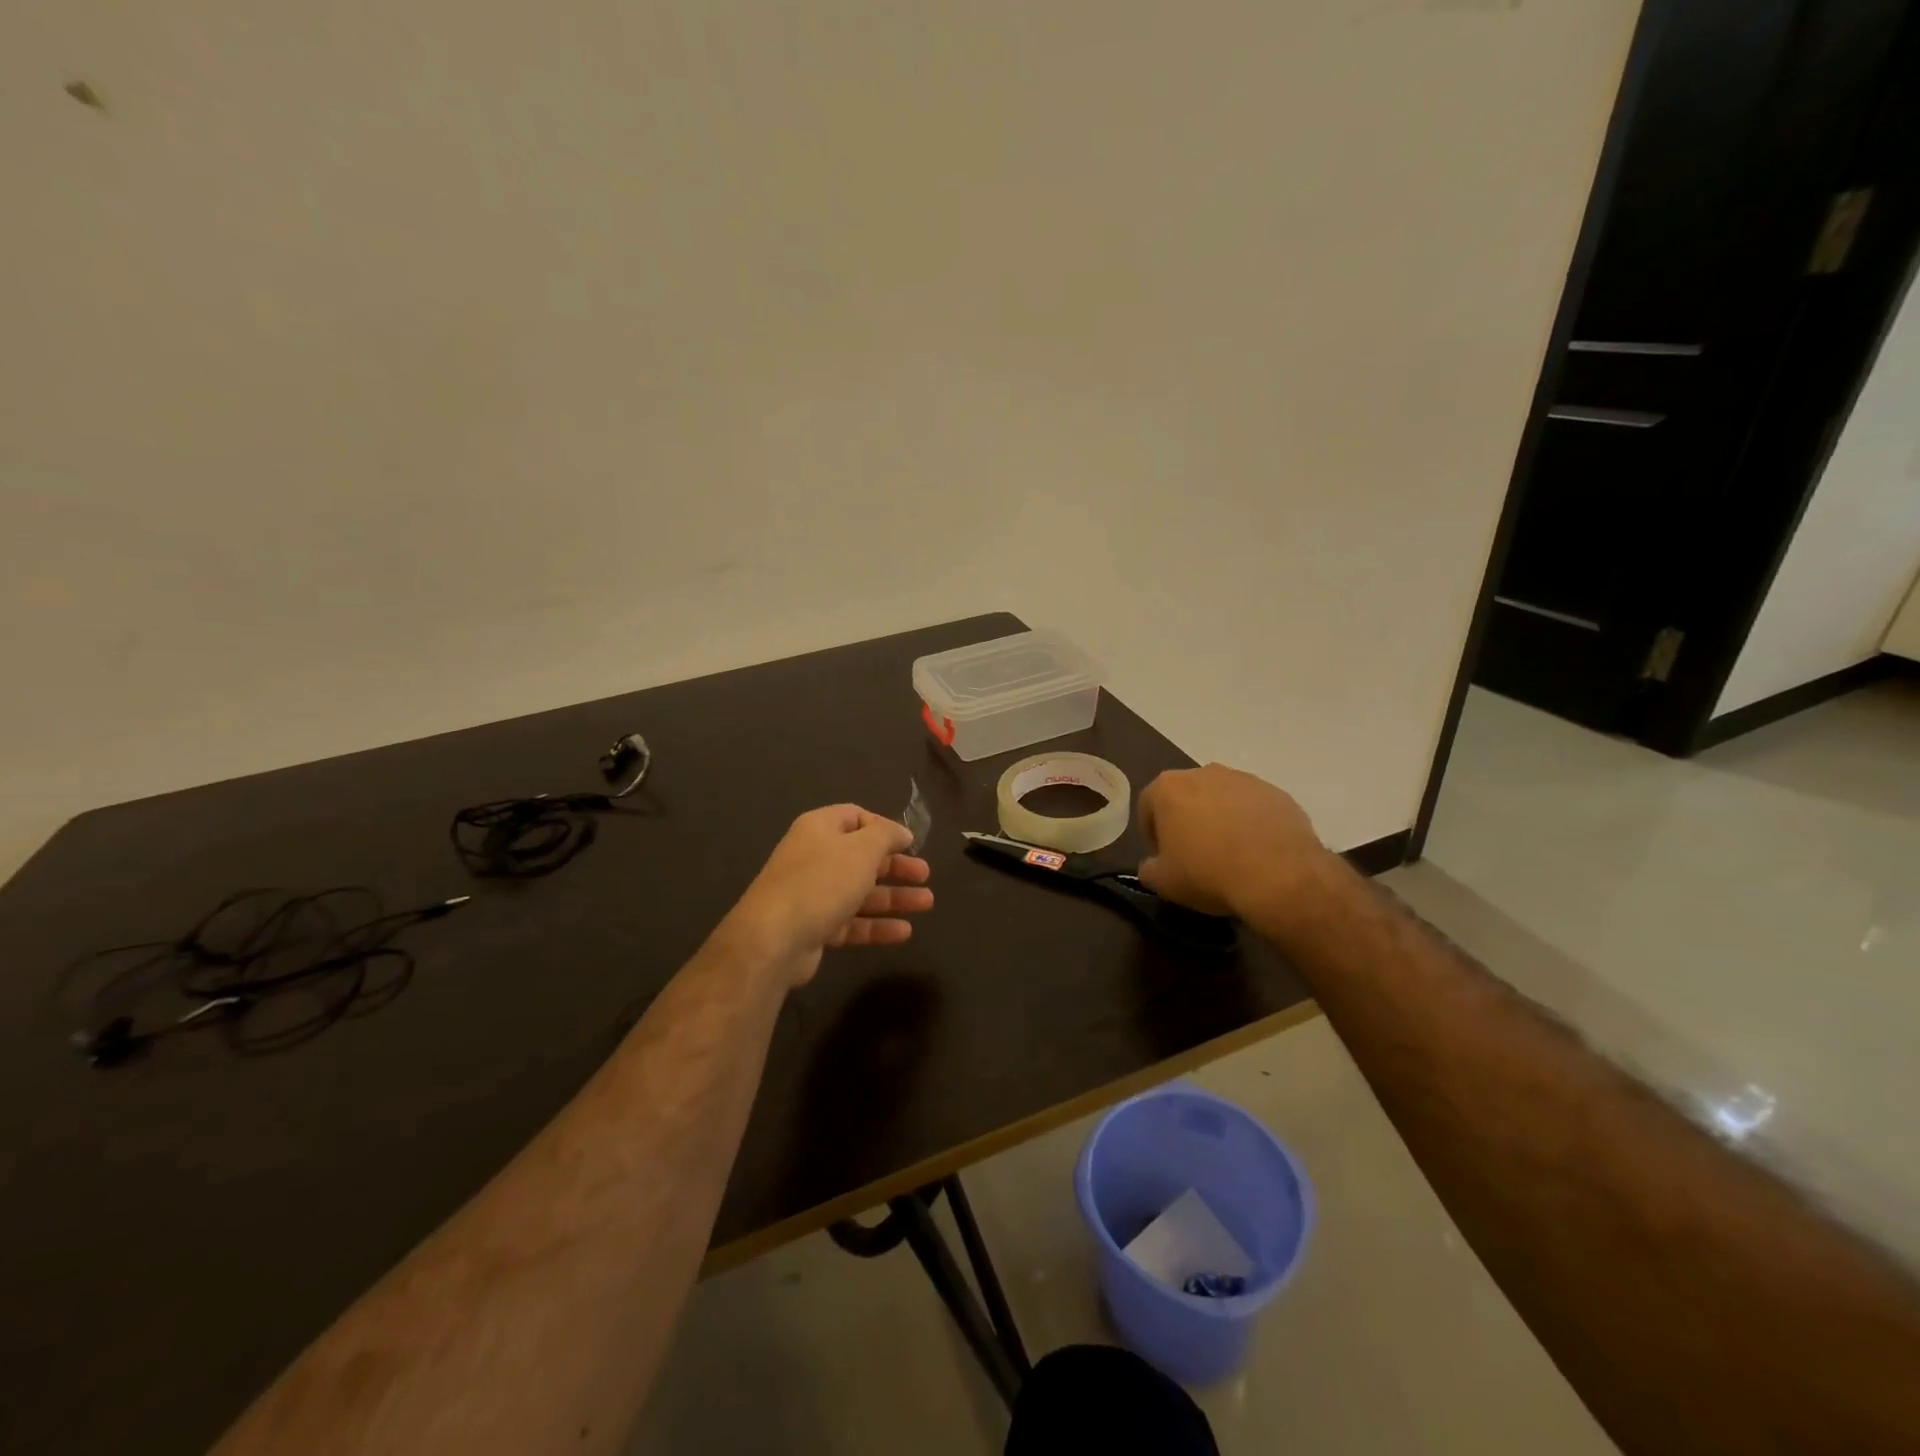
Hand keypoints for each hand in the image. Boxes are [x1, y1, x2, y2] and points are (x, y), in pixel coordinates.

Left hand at [723, 805, 933, 987]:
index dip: (884, 827)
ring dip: (893, 897)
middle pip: (861, 857)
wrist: (774, 938)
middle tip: (924, 874)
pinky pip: (851, 922)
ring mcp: (812, 894)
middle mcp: (814, 857)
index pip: (855, 817)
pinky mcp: (814, 926)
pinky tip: (904, 932)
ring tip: (927, 903)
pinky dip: (877, 925)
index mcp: (819, 829)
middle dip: (895, 866)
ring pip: (860, 891)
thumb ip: (886, 835)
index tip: (910, 843)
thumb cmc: (822, 882)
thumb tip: (902, 832)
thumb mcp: (862, 849)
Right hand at [1136, 764, 1337, 923]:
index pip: (1147, 806)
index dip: (1152, 834)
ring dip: (1220, 820)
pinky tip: (1257, 853)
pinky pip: (1254, 808)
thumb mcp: (1163, 882)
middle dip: (1187, 821)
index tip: (1163, 857)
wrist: (1279, 876)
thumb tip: (1152, 865)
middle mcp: (1204, 773)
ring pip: (1222, 799)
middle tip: (1195, 855)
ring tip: (1230, 855)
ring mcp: (1244, 780)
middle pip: (1186, 796)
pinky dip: (1251, 824)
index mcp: (1169, 787)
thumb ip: (1149, 868)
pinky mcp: (1277, 793)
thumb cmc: (1208, 873)